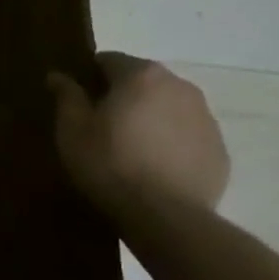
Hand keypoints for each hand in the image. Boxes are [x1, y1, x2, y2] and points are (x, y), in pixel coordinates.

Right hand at [49, 54, 228, 221]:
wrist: (168, 219)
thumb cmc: (110, 165)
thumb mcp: (73, 130)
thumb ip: (66, 96)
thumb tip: (58, 75)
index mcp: (141, 75)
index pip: (108, 60)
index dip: (89, 78)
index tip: (79, 102)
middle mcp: (179, 86)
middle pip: (142, 81)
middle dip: (123, 96)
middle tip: (103, 126)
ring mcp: (206, 118)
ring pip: (168, 106)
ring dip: (150, 117)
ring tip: (132, 149)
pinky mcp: (220, 150)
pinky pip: (187, 135)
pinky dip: (172, 142)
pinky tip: (156, 168)